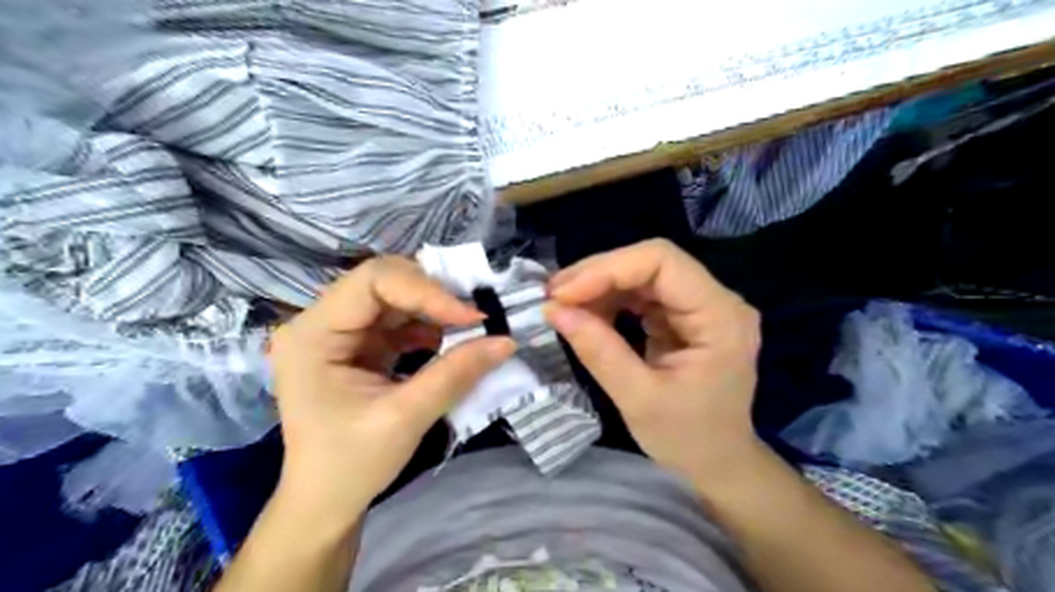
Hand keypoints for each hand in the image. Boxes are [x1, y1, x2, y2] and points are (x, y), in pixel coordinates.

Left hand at [267, 256, 515, 527]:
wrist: (325, 503)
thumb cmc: (351, 465)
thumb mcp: (406, 418)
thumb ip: (455, 374)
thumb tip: (507, 341)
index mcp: (313, 334)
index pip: (373, 281)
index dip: (426, 290)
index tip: (471, 316)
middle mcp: (322, 322)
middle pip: (385, 282)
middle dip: (434, 294)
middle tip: (476, 314)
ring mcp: (341, 332)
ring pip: (397, 298)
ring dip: (437, 309)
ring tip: (472, 326)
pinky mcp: (361, 345)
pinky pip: (400, 321)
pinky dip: (431, 326)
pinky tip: (452, 341)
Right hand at [549, 239, 762, 480]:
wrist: (718, 463)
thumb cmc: (687, 440)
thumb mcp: (639, 399)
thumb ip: (599, 351)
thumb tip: (554, 310)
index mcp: (720, 317)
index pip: (663, 262)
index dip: (608, 269)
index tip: (564, 294)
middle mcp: (717, 300)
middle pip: (652, 262)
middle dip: (598, 274)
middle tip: (553, 295)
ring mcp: (701, 306)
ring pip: (643, 274)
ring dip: (600, 285)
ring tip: (562, 305)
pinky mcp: (684, 316)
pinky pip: (643, 293)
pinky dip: (610, 300)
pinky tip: (586, 314)